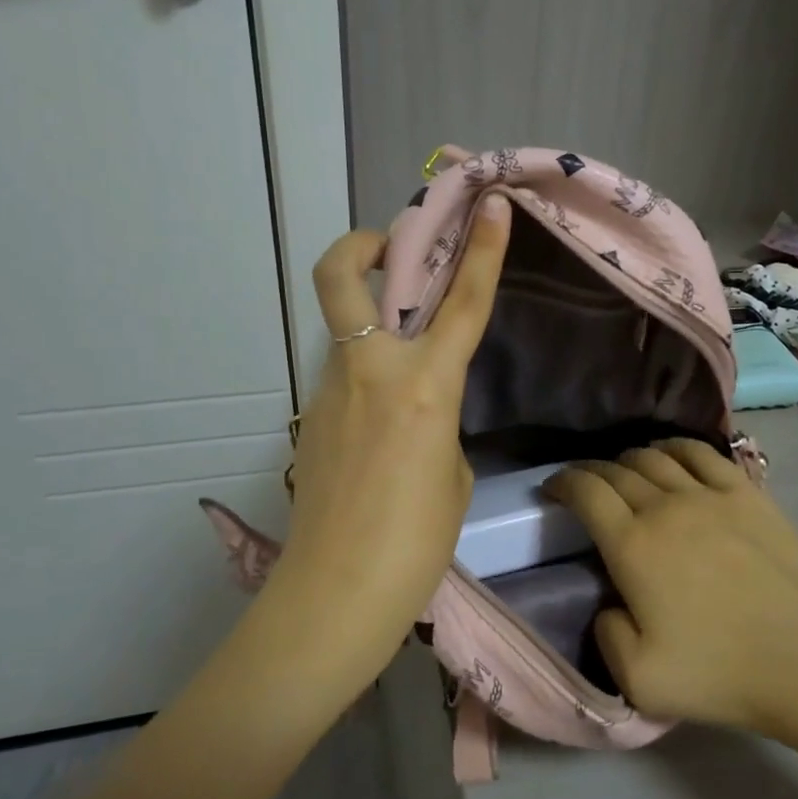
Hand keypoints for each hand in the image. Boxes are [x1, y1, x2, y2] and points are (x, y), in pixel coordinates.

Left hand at [260, 196, 511, 689]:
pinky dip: (367, 385)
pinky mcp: (308, 420)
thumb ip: (437, 421)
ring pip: (346, 335)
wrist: (337, 593)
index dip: (481, 249)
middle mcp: (370, 373)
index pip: (461, 302)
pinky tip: (381, 437)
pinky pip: (344, 383)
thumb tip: (418, 408)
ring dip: (372, 332)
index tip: (489, 206)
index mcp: (423, 386)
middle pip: (342, 275)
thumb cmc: (416, 542)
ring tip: (404, 382)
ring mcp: (328, 392)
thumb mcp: (452, 473)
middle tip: (391, 250)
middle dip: (363, 243)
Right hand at [545, 440, 797, 754]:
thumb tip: (610, 603)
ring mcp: (710, 495)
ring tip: (624, 473)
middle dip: (591, 472)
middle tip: (585, 486)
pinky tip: (670, 456)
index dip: (562, 483)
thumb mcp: (639, 681)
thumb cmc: (723, 675)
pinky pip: (701, 453)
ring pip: (655, 456)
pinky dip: (675, 448)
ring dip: (629, 459)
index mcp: (633, 546)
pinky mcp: (748, 494)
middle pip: (616, 470)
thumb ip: (605, 634)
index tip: (552, 489)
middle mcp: (665, 507)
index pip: (586, 492)